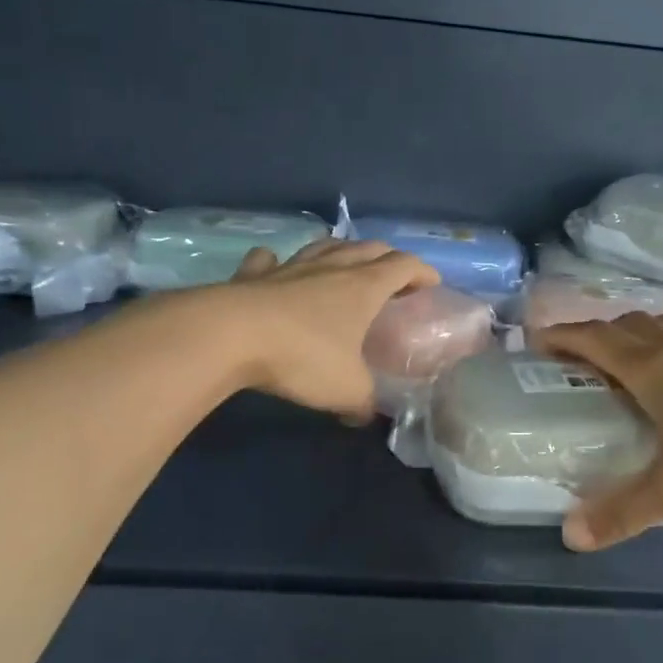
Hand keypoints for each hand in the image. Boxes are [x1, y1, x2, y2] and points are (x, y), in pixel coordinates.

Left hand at [225, 239, 439, 421]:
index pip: (403, 266)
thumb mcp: (346, 389)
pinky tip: (275, 268)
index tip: (432, 283)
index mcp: (363, 287)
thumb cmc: (303, 357)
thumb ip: (363, 402)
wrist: (231, 336)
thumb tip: (365, 416)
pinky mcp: (253, 275)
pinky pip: (269, 261)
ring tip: (345, 264)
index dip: (422, 272)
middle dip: (387, 258)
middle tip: (394, 277)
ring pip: (324, 246)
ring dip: (341, 251)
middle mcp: (331, 267)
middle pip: (368, 248)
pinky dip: (276, 262)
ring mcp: (291, 267)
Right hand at [537, 312, 662, 549]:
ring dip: (647, 329)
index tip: (539, 338)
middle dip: (602, 332)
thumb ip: (622, 513)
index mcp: (656, 370)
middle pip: (633, 325)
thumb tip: (570, 536)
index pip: (597, 340)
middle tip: (584, 353)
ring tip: (639, 348)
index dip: (565, 336)